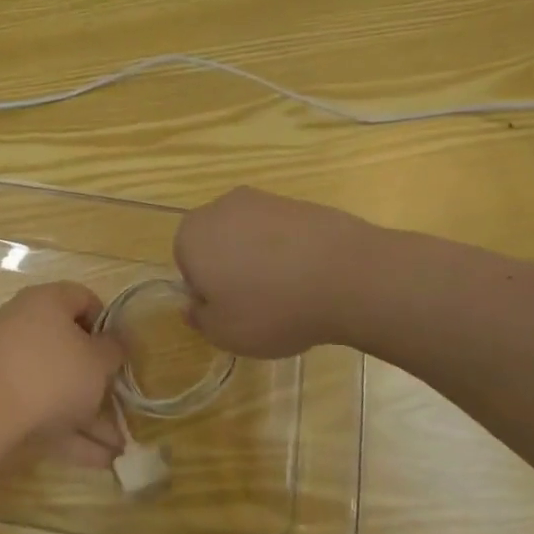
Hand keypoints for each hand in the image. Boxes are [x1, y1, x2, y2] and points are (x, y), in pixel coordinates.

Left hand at [0, 282, 125, 465]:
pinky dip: (67, 429)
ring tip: (118, 446)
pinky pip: (41, 407)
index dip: (107, 324)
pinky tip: (97, 460)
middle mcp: (23, 325)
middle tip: (119, 400)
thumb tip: (115, 341)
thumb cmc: (53, 375)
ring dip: (88, 414)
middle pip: (69, 347)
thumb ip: (114, 349)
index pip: (84, 299)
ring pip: (57, 385)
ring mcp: (8, 362)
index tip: (119, 351)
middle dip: (98, 380)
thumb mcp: (97, 361)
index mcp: (46, 302)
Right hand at [173, 186, 368, 356]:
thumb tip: (195, 306)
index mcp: (191, 235)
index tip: (229, 310)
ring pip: (251, 236)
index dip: (205, 290)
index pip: (185, 263)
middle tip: (256, 303)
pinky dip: (290, 251)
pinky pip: (284, 233)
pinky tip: (310, 278)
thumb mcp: (224, 333)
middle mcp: (221, 208)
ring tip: (288, 292)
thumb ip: (200, 319)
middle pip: (217, 242)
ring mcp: (264, 200)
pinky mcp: (302, 203)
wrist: (348, 276)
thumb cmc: (271, 309)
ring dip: (261, 259)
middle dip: (230, 268)